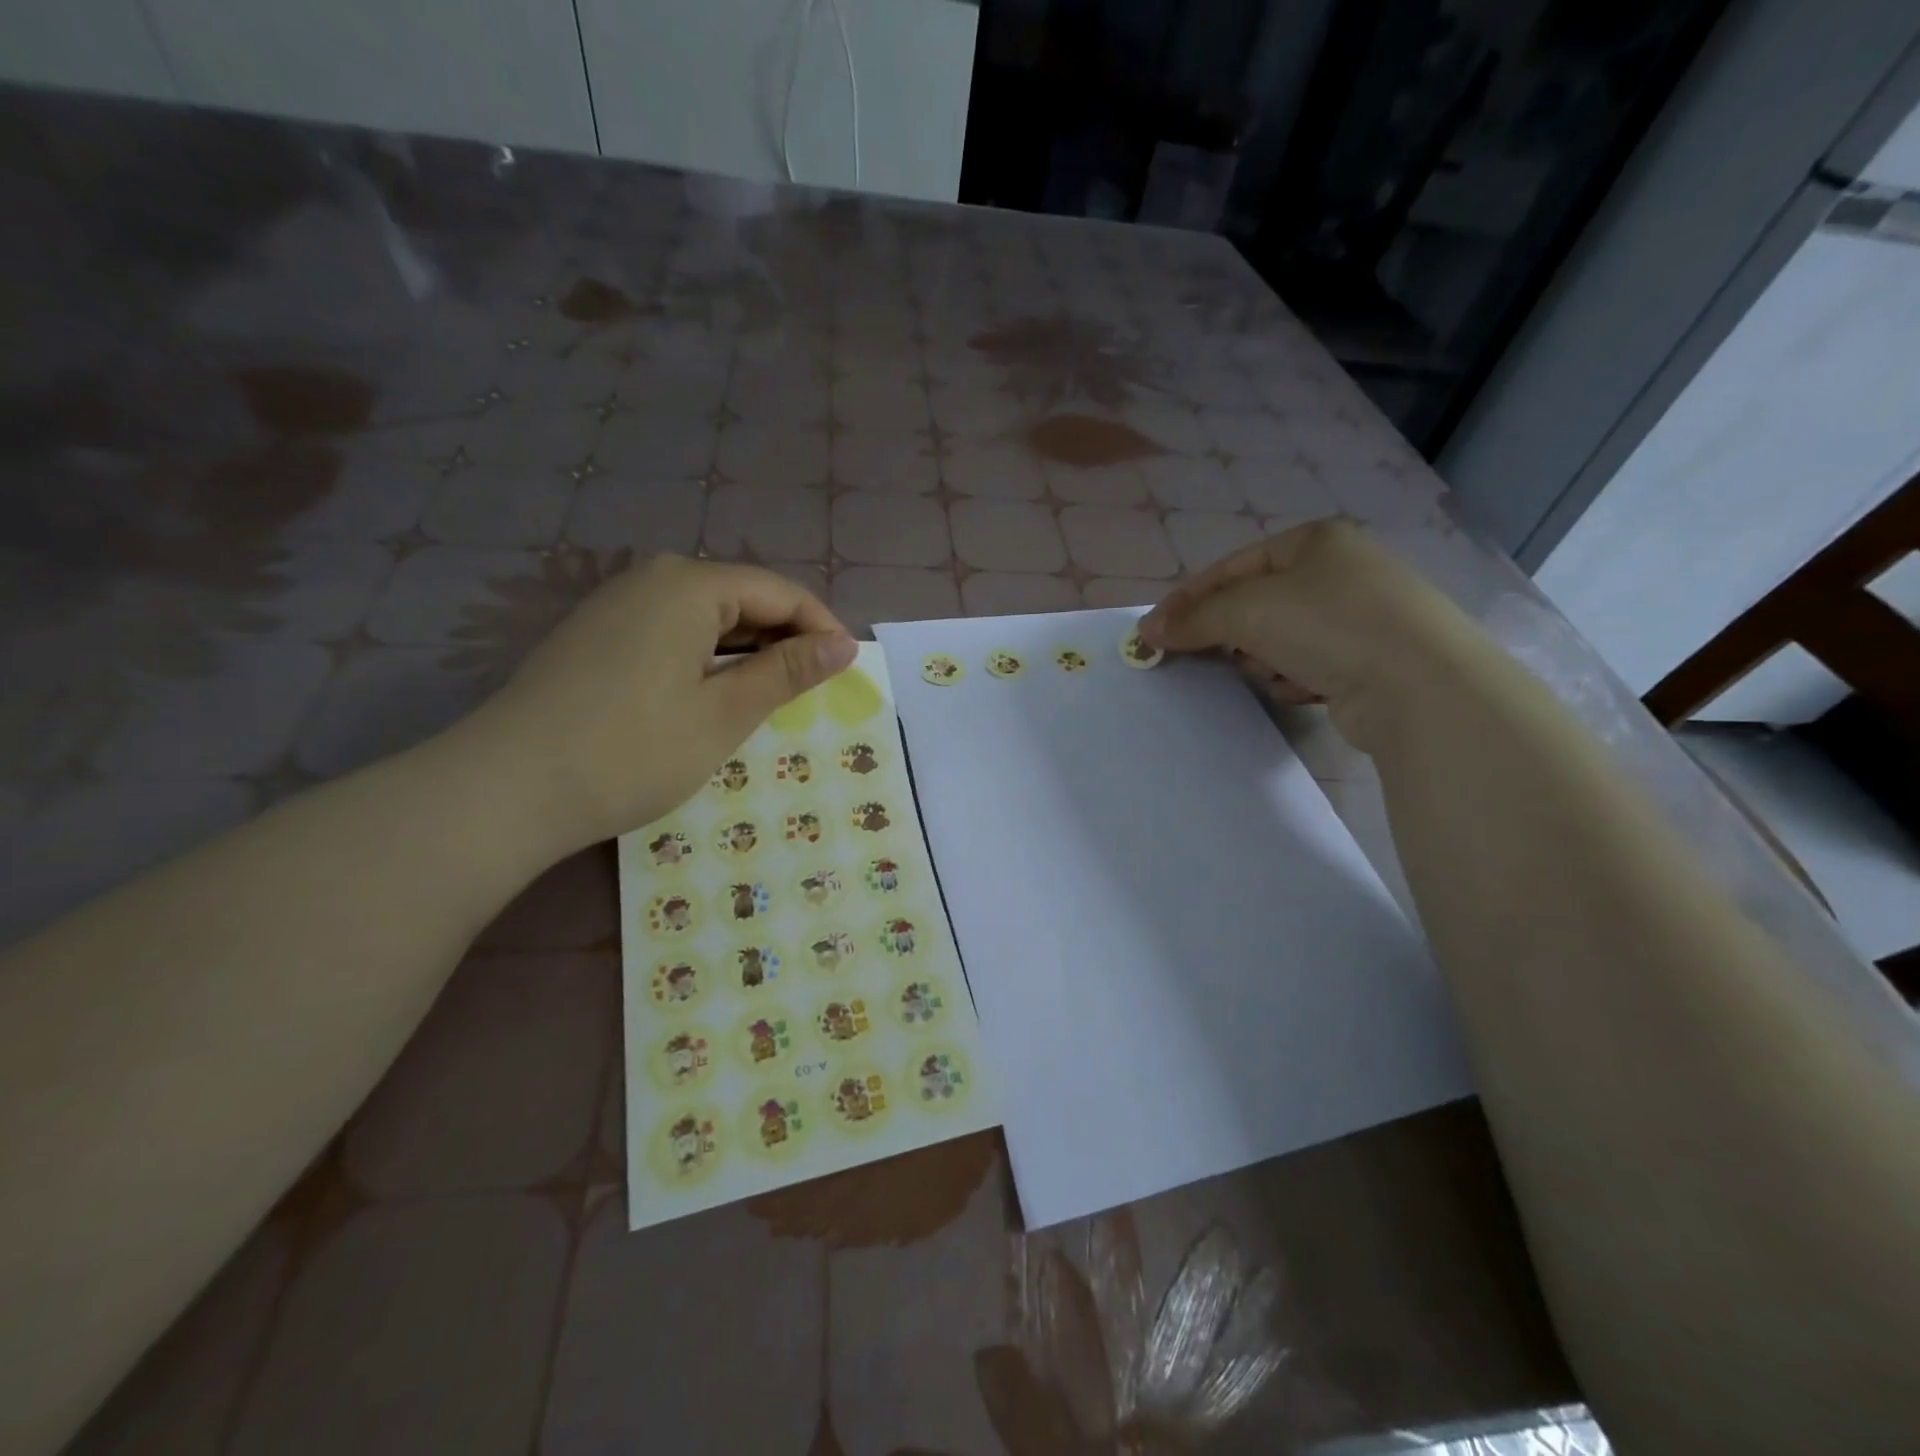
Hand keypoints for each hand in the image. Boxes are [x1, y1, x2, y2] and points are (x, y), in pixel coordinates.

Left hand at [456, 555, 855, 855]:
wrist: (507, 789)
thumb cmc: (633, 750)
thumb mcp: (725, 713)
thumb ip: (788, 672)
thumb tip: (843, 644)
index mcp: (690, 585)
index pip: (780, 592)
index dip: (821, 629)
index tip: (849, 671)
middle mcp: (652, 578)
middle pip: (742, 598)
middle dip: (784, 640)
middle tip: (812, 692)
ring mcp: (616, 604)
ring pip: (706, 617)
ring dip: (746, 652)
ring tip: (770, 698)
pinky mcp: (595, 634)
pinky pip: (672, 632)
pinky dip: (706, 658)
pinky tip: (712, 695)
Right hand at [1139, 519, 1479, 747]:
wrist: (1418, 685)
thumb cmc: (1328, 625)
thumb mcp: (1248, 610)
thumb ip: (1193, 618)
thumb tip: (1147, 631)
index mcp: (1314, 541)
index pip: (1231, 567)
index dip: (1188, 599)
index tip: (1155, 632)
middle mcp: (1339, 571)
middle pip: (1254, 605)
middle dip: (1235, 635)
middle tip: (1220, 655)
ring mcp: (1359, 616)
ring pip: (1278, 639)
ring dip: (1267, 660)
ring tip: (1279, 672)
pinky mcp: (1369, 659)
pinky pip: (1308, 665)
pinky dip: (1297, 678)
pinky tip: (1308, 688)